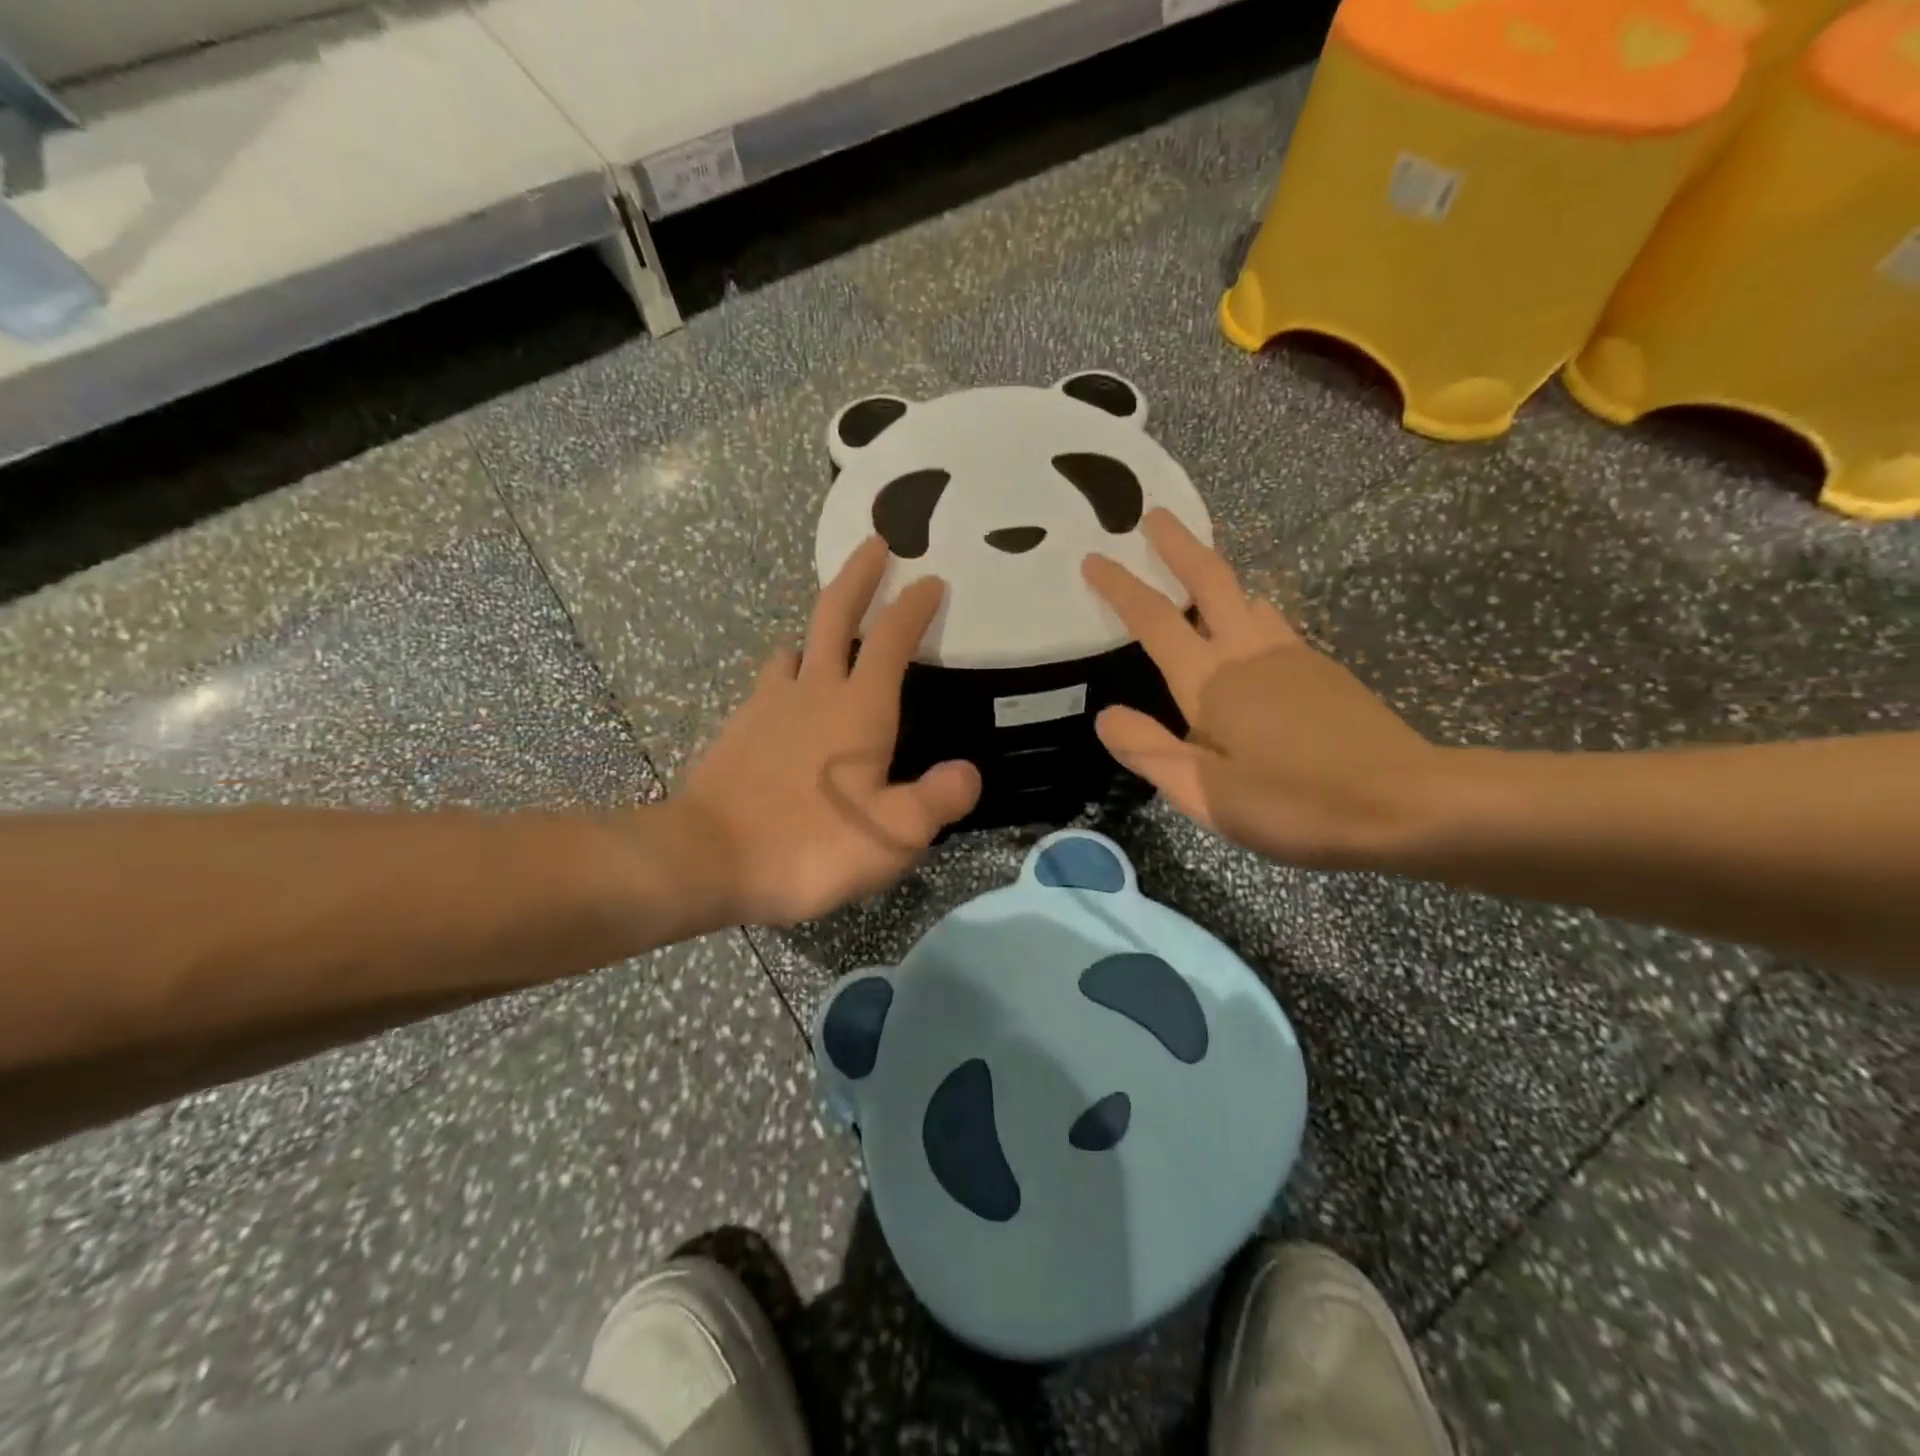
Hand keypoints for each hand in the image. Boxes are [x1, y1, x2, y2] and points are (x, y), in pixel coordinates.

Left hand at [673, 536, 981, 927]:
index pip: (892, 639)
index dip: (914, 606)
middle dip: (859, 574)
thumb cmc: (810, 846)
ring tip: (831, 628)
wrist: (707, 859)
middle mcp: (814, 691)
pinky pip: (770, 683)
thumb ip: (937, 800)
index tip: (931, 579)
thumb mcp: (892, 835)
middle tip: (876, 541)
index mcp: (859, 708)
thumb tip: (969, 773)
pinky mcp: (739, 728)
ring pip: (796, 647)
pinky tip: (789, 692)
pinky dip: (788, 672)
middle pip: (835, 614)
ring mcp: (769, 705)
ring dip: (818, 627)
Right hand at [1082, 511, 1441, 870]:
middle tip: (1154, 513)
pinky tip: (1250, 626)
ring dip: (1216, 573)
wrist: (1406, 803)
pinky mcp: (1323, 669)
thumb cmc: (1296, 802)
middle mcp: (1248, 653)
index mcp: (1211, 681)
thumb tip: (1106, 716)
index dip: (1119, 585)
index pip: (1154, 619)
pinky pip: (1273, 621)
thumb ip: (1150, 752)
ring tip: (1197, 570)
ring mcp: (1291, 655)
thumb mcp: (1206, 794)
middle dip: (1177, 544)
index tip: (1093, 557)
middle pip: (1209, 580)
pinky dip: (1248, 607)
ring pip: (1247, 595)